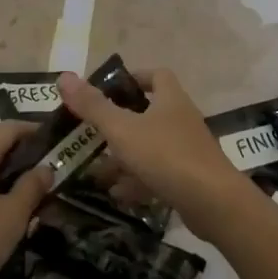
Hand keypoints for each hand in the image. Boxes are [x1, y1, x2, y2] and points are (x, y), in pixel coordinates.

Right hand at [56, 70, 251, 236]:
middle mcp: (182, 120)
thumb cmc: (166, 155)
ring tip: (97, 171)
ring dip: (125, 158)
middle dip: (120, 124)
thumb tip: (64, 76)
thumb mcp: (123, 130)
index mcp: (171, 99)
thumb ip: (93, 106)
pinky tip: (118, 195)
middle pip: (150, 113)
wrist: (213, 202)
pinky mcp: (190, 179)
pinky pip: (158, 175)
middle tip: (93, 134)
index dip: (135, 77)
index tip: (110, 89)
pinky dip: (138, 182)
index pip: (157, 75)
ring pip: (151, 148)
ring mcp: (188, 150)